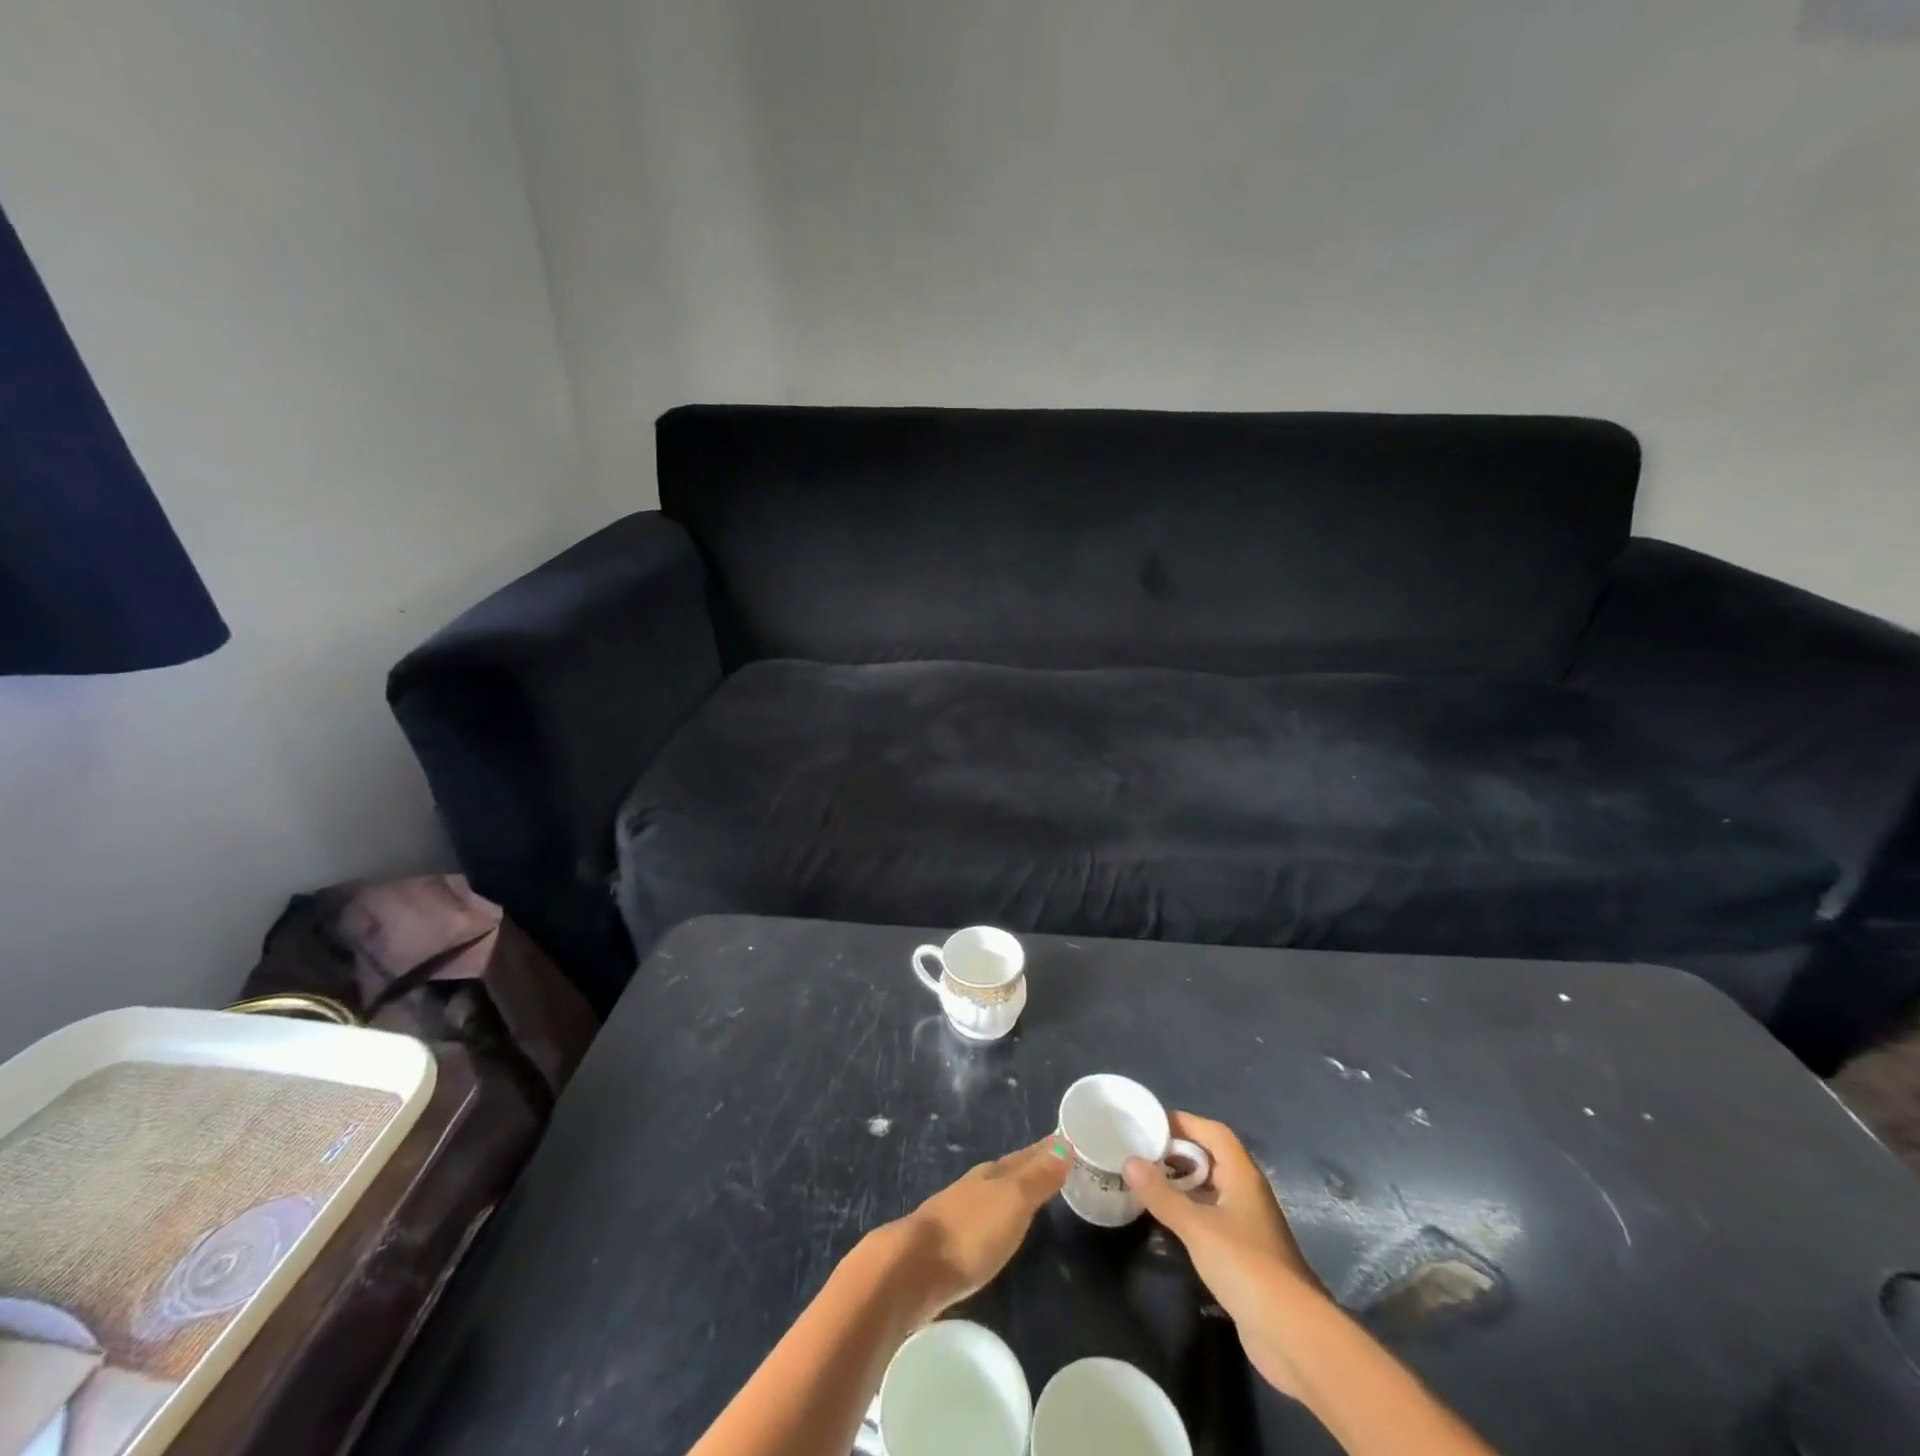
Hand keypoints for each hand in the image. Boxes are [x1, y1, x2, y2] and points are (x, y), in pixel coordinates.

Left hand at [885, 1137, 1070, 1320]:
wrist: (913, 1269)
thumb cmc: (970, 1233)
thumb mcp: (1012, 1202)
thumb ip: (1037, 1177)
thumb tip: (1064, 1143)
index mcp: (991, 1174)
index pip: (1025, 1156)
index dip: (1046, 1150)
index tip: (1066, 1140)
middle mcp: (974, 1187)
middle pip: (1008, 1171)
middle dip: (1030, 1166)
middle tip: (1056, 1162)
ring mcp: (957, 1213)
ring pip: (993, 1193)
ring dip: (1012, 1191)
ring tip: (1031, 1193)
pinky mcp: (947, 1244)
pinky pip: (982, 1218)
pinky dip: (997, 1216)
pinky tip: (998, 1228)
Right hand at [1123, 1112, 1326, 1395]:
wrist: (1292, 1335)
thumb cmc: (1246, 1266)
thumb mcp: (1197, 1227)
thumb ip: (1162, 1194)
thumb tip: (1129, 1161)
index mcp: (1242, 1176)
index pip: (1213, 1132)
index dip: (1184, 1122)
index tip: (1150, 1123)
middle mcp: (1247, 1193)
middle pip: (1211, 1159)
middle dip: (1178, 1153)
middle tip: (1141, 1153)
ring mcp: (1247, 1225)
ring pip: (1211, 1190)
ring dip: (1182, 1184)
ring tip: (1146, 1183)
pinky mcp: (1243, 1254)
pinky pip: (1211, 1218)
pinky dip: (1189, 1213)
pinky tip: (1166, 1222)